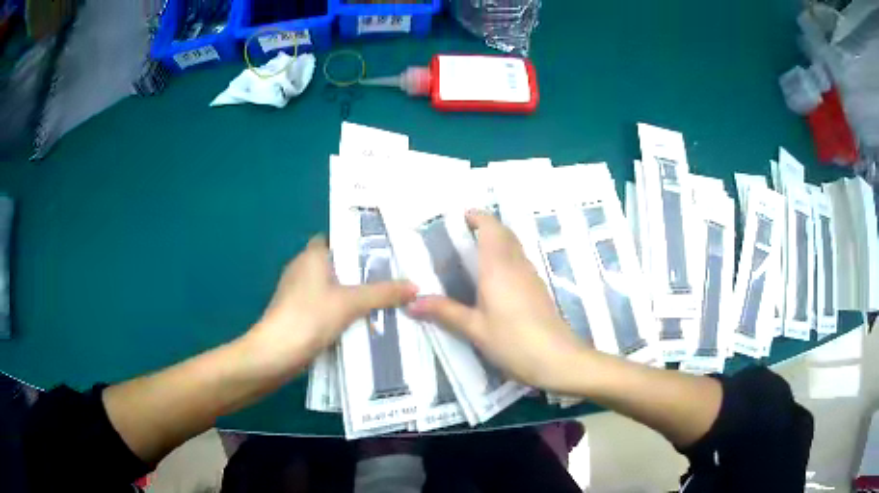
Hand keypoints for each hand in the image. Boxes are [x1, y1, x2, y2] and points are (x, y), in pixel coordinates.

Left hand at [244, 236, 417, 376]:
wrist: (277, 353)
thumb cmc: (310, 317)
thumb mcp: (351, 303)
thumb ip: (383, 293)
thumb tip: (415, 286)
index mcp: (312, 255)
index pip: (337, 238)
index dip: (359, 242)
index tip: (385, 251)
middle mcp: (302, 268)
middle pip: (338, 264)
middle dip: (362, 271)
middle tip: (393, 277)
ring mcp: (298, 292)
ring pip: (332, 287)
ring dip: (353, 293)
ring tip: (384, 298)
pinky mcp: (298, 313)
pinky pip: (326, 304)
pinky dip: (342, 310)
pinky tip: (362, 320)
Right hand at [408, 211, 587, 391]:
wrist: (556, 358)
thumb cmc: (512, 341)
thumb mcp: (474, 328)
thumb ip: (444, 312)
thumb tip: (411, 303)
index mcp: (498, 267)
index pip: (491, 228)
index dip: (478, 217)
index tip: (461, 216)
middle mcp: (517, 265)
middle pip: (505, 233)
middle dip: (487, 226)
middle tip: (464, 233)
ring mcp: (532, 276)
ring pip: (515, 247)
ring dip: (498, 241)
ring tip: (475, 253)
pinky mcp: (539, 289)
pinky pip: (520, 262)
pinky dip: (506, 257)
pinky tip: (495, 279)